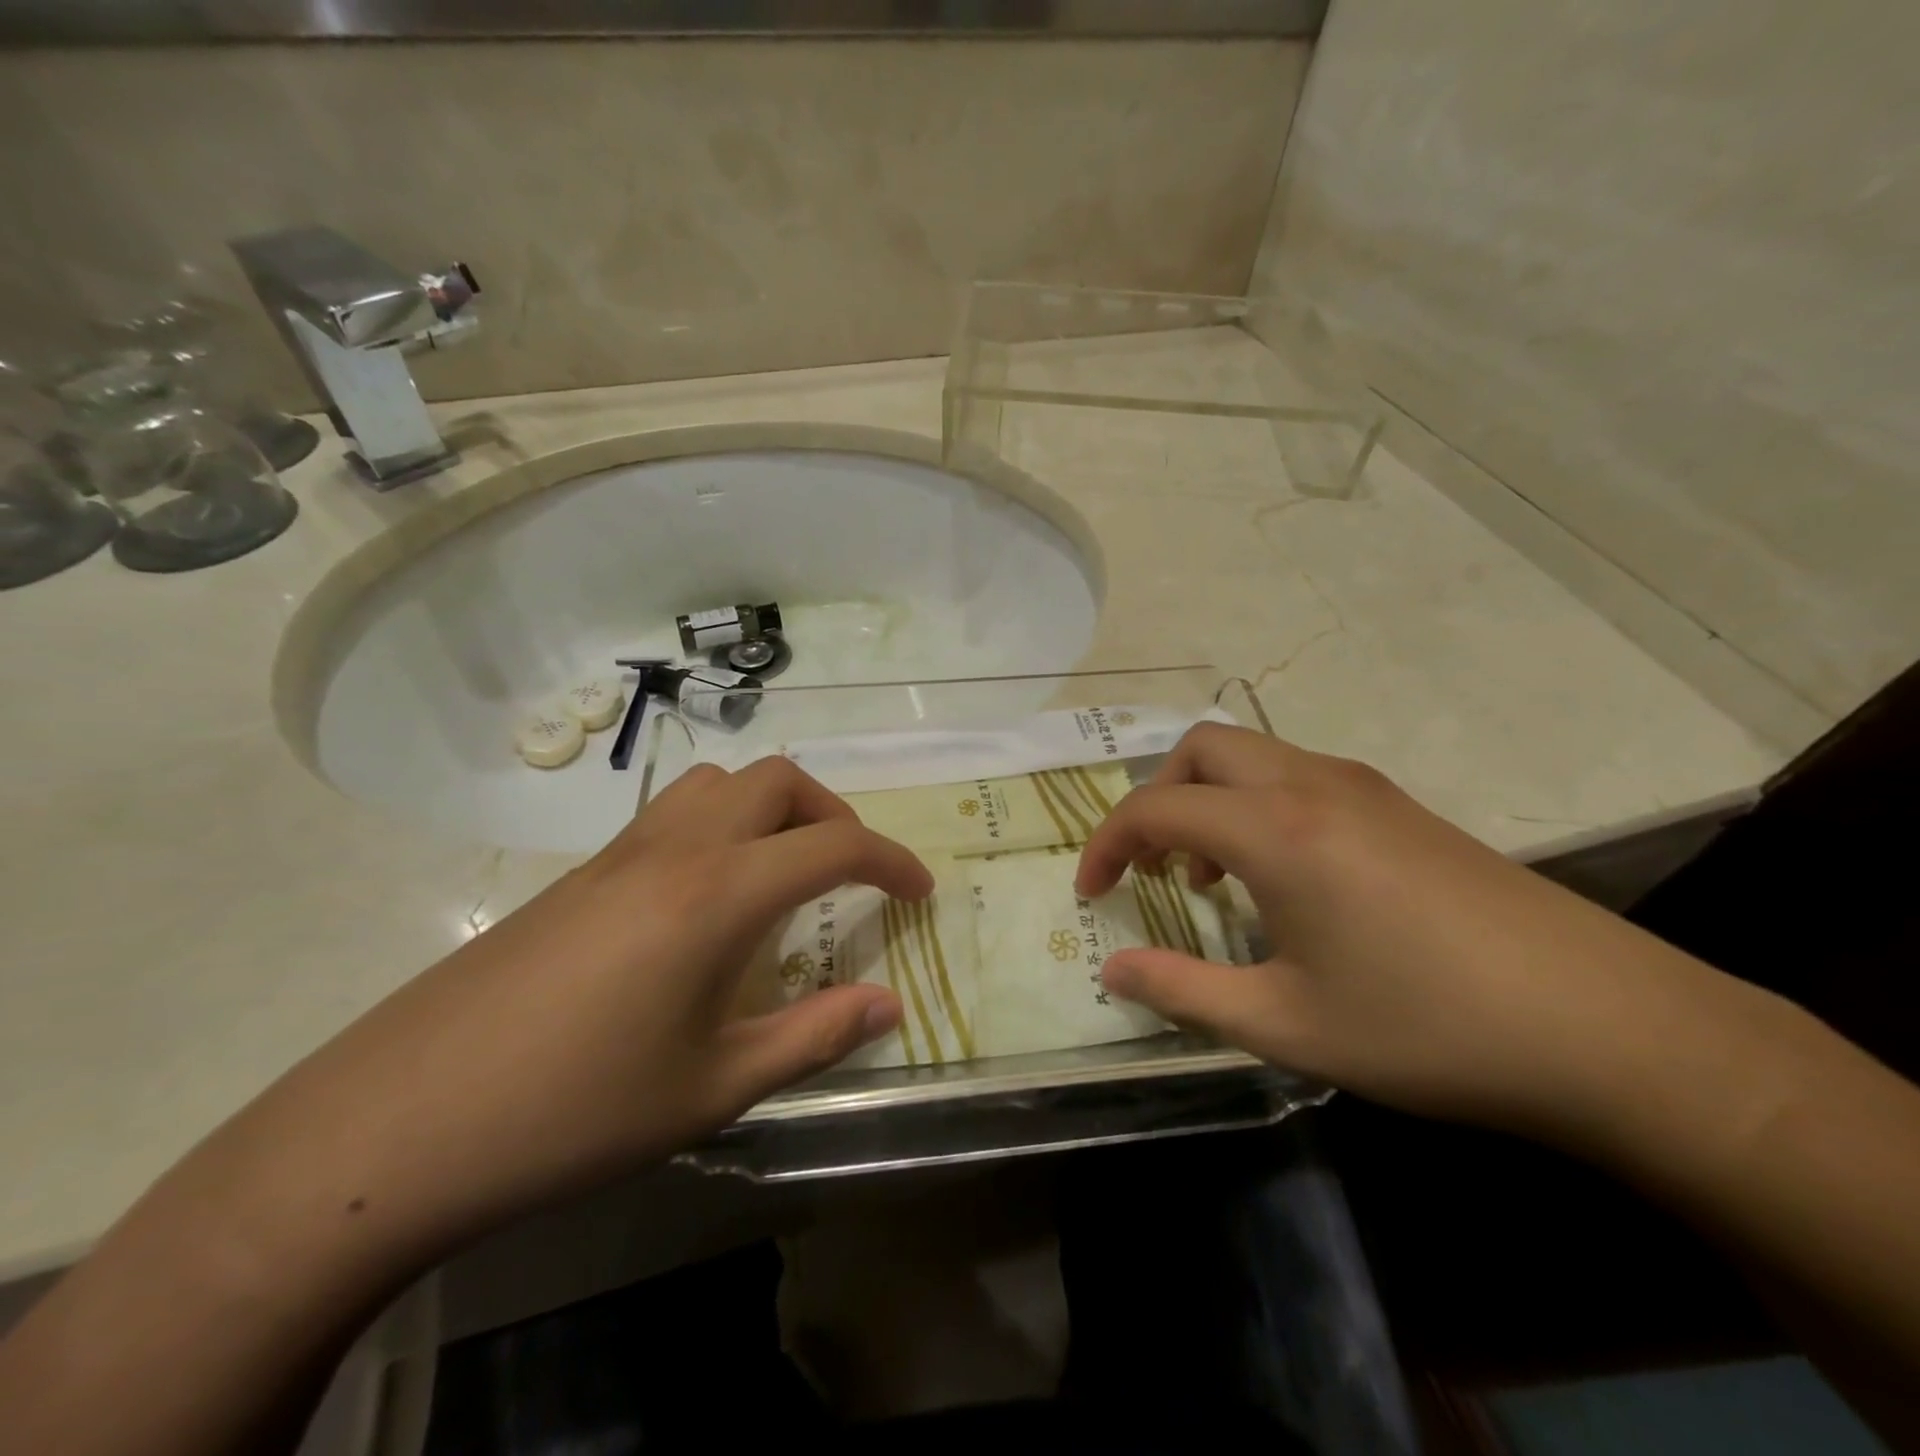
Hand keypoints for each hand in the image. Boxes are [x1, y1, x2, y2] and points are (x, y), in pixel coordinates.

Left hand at [253, 758, 930, 1255]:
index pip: (834, 846)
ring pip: (720, 782)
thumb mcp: (714, 1088)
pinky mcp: (581, 872)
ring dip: (772, 808)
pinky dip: (722, 823)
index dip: (892, 861)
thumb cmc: (574, 1112)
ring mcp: (620, 852)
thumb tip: (890, 1006)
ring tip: (784, 870)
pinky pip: (674, 811)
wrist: (397, 1124)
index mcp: (718, 894)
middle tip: (850, 874)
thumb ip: (815, 1037)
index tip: (919, 892)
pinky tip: (710, 896)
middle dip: (833, 814)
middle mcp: (676, 850)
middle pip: (777, 780)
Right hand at [1075, 723, 1728, 1135]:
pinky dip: (1257, 806)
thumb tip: (1112, 972)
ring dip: (1210, 799)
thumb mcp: (1286, 1024)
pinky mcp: (1401, 807)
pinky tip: (1284, 879)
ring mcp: (1364, 788)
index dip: (1108, 844)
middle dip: (1157, 796)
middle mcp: (1312, 785)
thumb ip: (1183, 992)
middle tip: (1154, 866)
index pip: (1156, 806)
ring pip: (1253, 756)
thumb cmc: (1427, 1027)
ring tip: (1212, 877)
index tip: (1094, 892)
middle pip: (1202, 748)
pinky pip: (1297, 777)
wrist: (1609, 1028)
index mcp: (1276, 830)